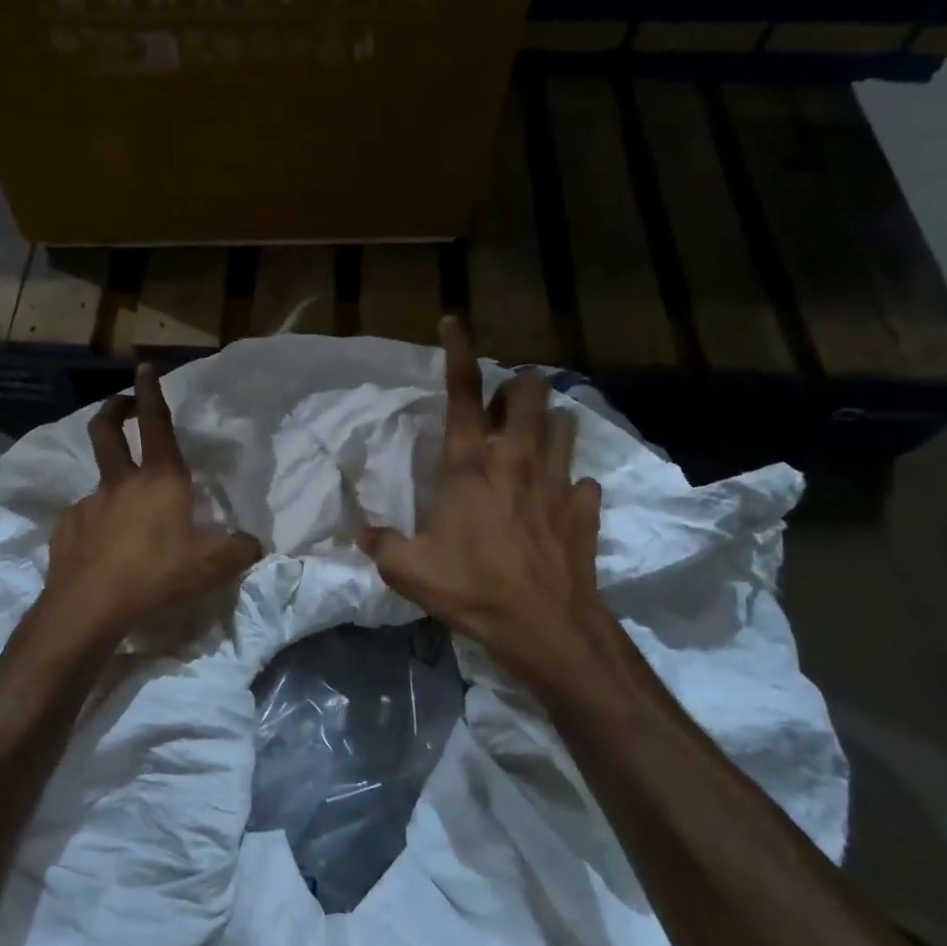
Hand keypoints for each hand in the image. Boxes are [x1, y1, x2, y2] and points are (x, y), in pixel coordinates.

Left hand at [42, 363, 261, 643]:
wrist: (92, 605)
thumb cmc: (158, 573)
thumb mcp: (214, 564)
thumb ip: (240, 549)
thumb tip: (253, 544)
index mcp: (160, 480)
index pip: (156, 424)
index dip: (152, 392)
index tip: (144, 367)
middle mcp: (121, 483)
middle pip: (107, 430)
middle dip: (115, 410)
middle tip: (122, 405)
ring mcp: (89, 504)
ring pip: (101, 483)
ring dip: (115, 487)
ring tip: (130, 521)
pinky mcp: (67, 529)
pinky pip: (87, 519)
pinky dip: (98, 526)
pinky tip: (106, 552)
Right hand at [362, 318, 608, 682]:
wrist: (544, 625)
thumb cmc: (472, 589)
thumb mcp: (408, 570)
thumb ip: (381, 544)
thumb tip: (362, 532)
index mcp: (469, 464)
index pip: (461, 392)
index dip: (456, 350)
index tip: (453, 320)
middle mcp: (515, 459)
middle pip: (528, 393)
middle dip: (519, 385)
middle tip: (504, 401)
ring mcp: (557, 481)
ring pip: (563, 425)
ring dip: (548, 422)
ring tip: (534, 435)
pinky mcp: (584, 508)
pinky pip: (582, 481)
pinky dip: (570, 482)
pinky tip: (560, 497)